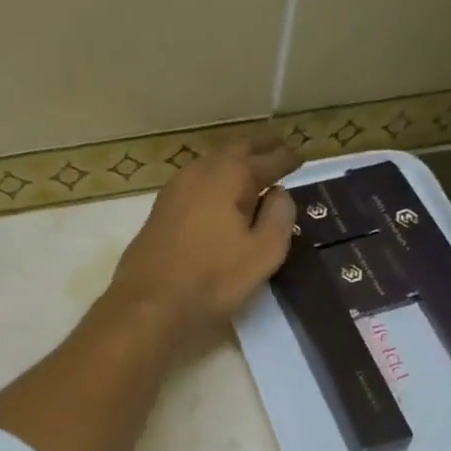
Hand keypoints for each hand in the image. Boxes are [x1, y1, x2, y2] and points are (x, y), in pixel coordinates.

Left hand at [107, 132, 298, 346]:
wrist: (148, 303)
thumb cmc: (212, 279)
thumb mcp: (263, 253)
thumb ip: (279, 217)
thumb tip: (279, 192)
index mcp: (229, 176)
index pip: (266, 159)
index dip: (286, 158)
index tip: (302, 156)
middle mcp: (200, 172)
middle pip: (235, 151)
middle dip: (259, 148)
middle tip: (279, 147)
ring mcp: (175, 188)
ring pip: (212, 163)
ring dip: (236, 161)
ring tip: (254, 167)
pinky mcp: (161, 209)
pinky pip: (197, 181)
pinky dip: (217, 178)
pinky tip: (221, 192)